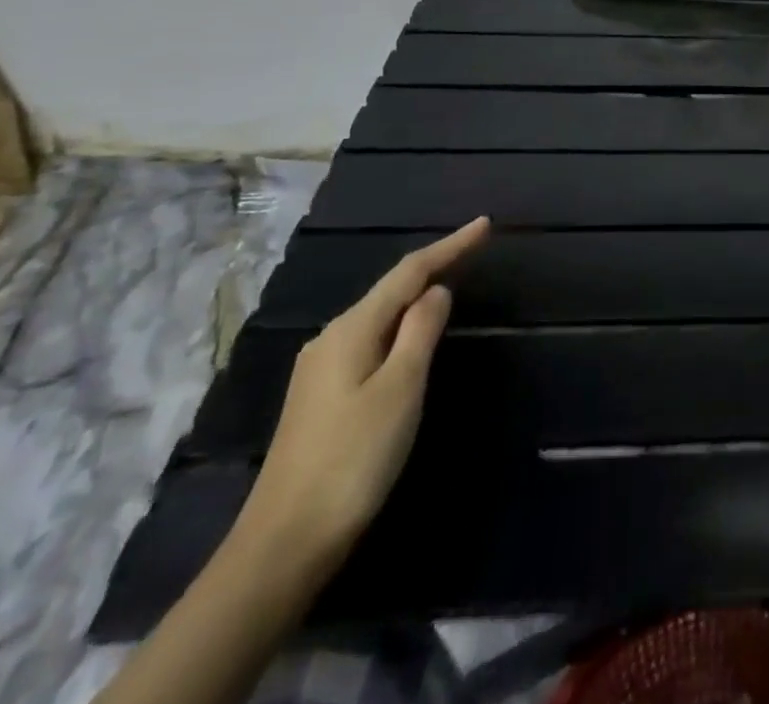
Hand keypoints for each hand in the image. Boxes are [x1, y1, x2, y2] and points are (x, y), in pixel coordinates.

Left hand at [238, 217, 489, 565]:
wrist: (283, 545)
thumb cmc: (353, 459)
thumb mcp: (400, 389)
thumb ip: (420, 332)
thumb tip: (436, 291)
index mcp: (351, 330)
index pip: (409, 273)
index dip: (449, 246)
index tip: (485, 225)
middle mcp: (331, 339)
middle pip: (391, 290)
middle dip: (433, 266)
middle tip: (473, 249)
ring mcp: (321, 370)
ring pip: (379, 316)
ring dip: (415, 297)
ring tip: (450, 282)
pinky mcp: (321, 398)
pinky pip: (370, 341)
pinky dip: (399, 327)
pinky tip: (410, 336)